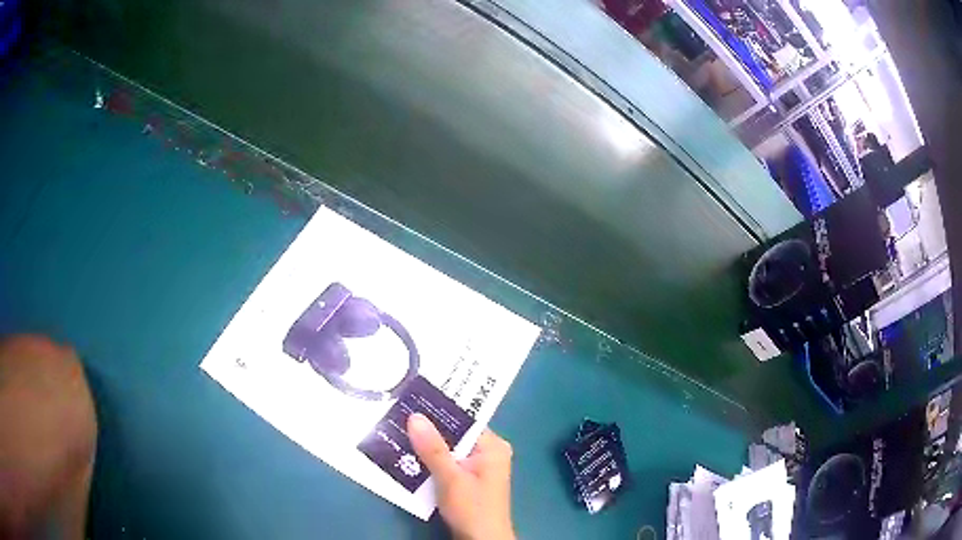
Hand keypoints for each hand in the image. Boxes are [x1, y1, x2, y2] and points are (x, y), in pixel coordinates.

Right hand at [407, 413, 514, 539]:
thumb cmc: (472, 508)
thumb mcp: (450, 477)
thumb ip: (433, 448)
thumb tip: (415, 415)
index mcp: (493, 447)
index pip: (464, 420)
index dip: (438, 411)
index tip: (411, 401)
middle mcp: (488, 453)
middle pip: (455, 435)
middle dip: (428, 430)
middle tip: (397, 416)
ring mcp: (478, 468)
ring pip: (448, 450)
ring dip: (426, 446)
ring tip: (396, 432)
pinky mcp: (468, 482)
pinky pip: (447, 464)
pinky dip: (430, 462)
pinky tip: (408, 457)